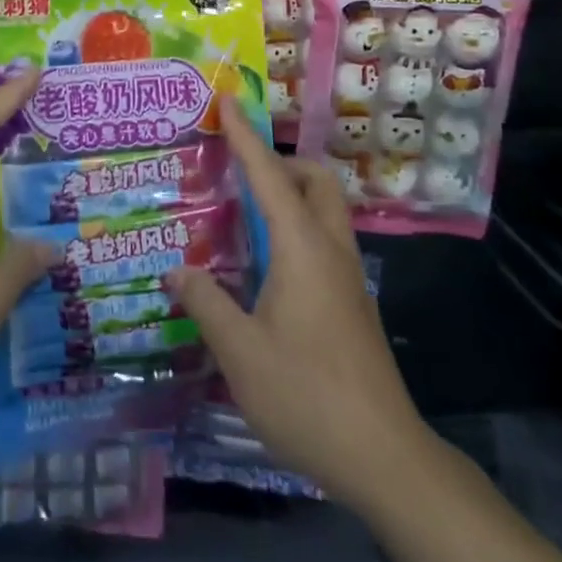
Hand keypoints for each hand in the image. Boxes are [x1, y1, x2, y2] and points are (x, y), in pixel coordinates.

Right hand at [165, 102, 427, 501]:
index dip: (245, 137)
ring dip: (290, 195)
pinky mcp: (352, 304)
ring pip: (324, 212)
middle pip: (316, 182)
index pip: (269, 176)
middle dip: (281, 162)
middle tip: (239, 172)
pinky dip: (295, 228)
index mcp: (303, 249)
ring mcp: (348, 279)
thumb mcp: (240, 352)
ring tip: (244, 212)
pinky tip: (264, 265)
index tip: (228, 102)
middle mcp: (331, 251)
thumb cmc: (307, 395)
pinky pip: (323, 241)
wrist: (385, 459)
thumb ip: (206, 302)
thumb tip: (176, 270)